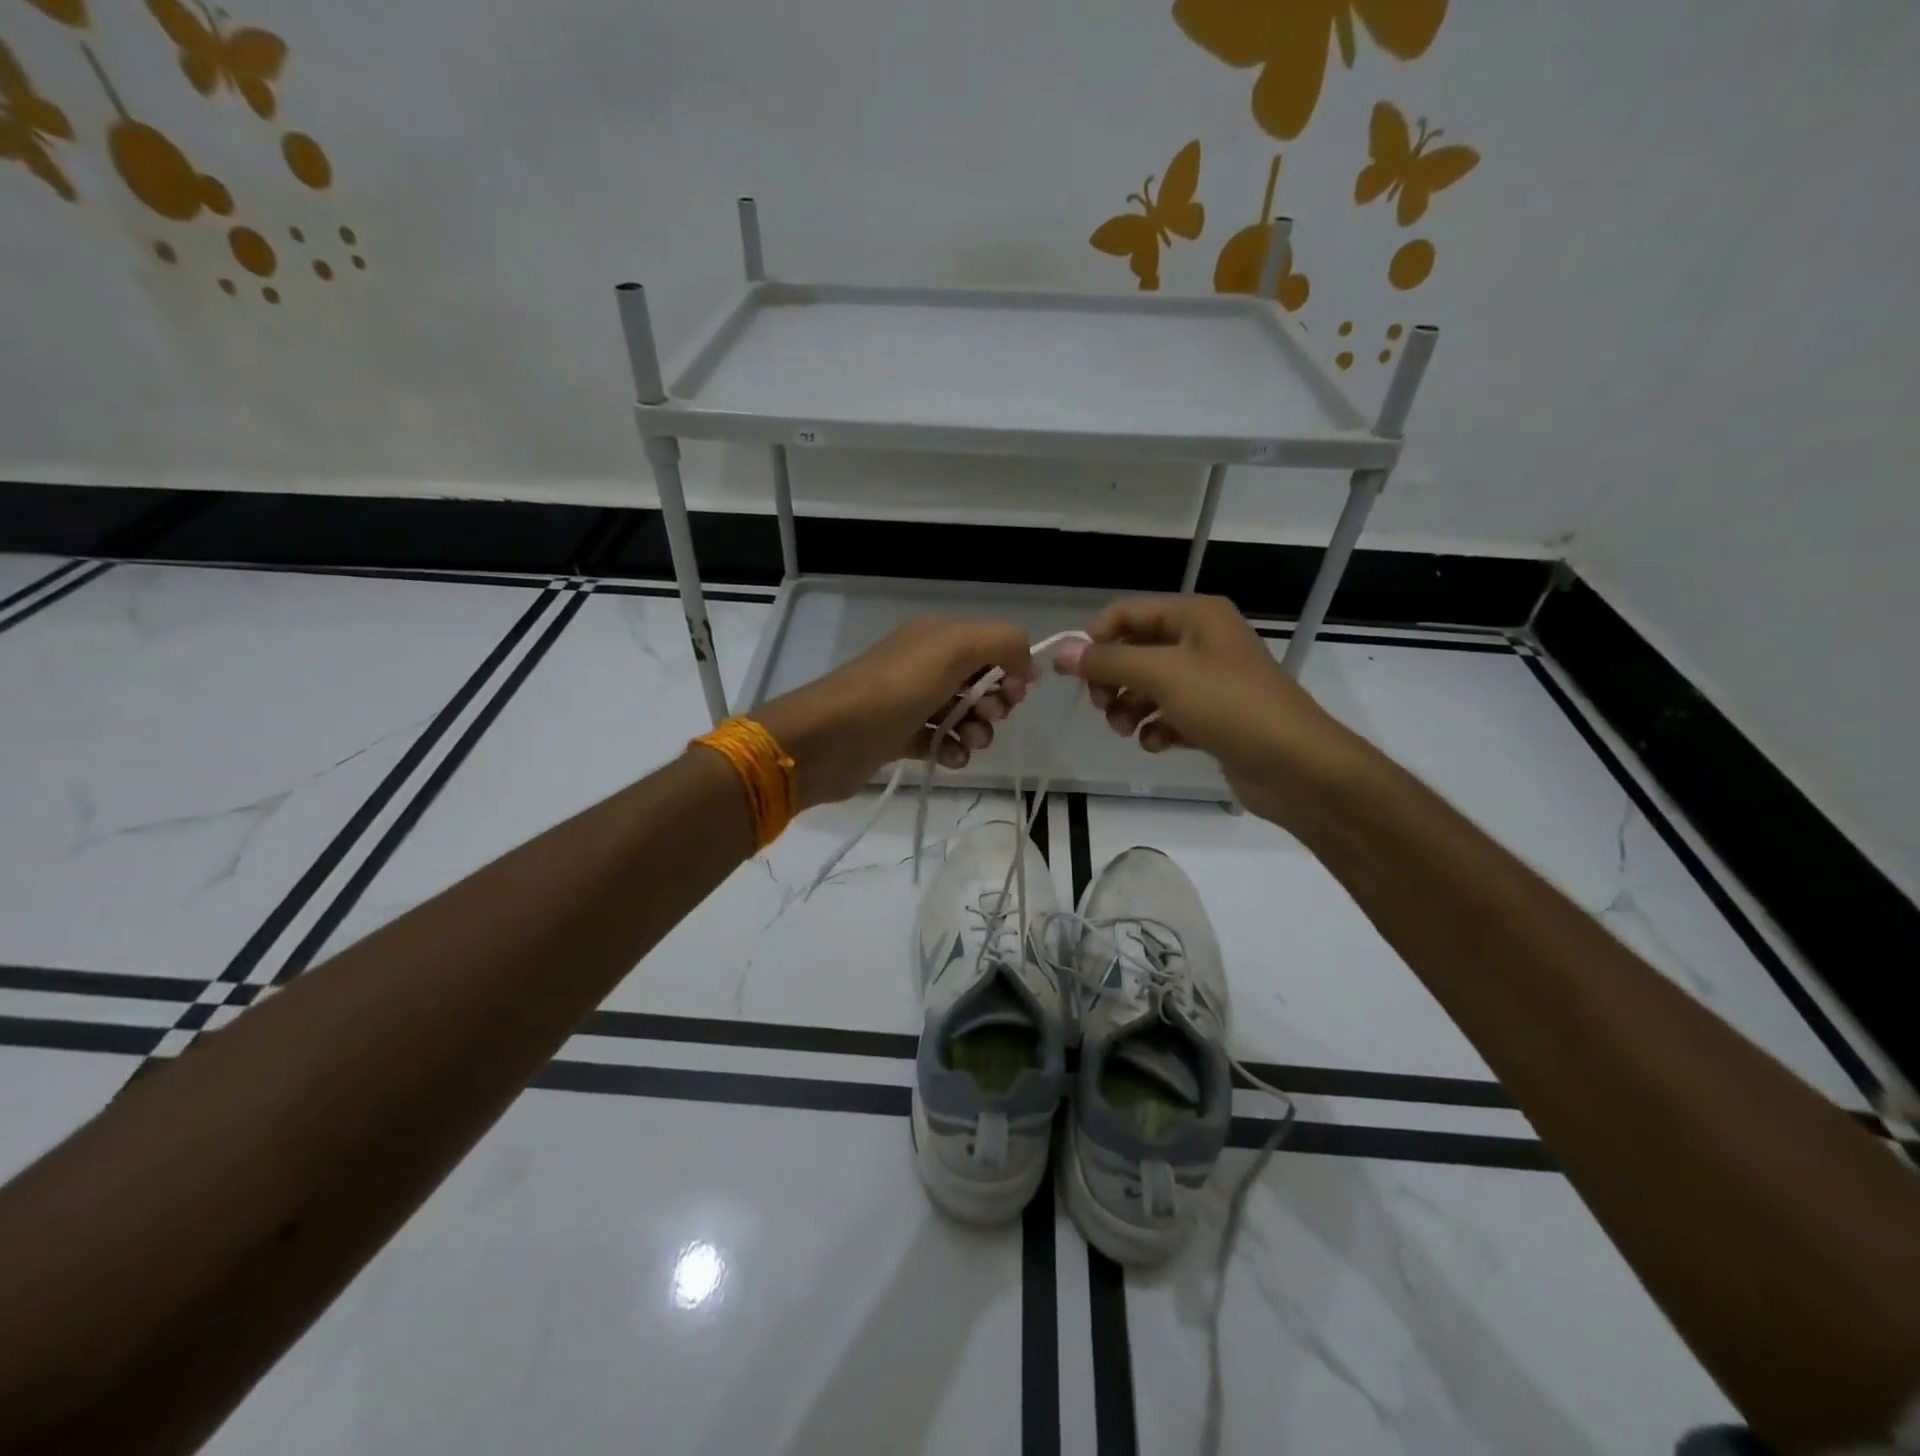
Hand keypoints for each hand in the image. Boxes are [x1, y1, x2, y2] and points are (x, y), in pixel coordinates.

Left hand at [757, 618, 1035, 808]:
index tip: (1016, 693)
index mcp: (936, 636)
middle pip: (979, 682)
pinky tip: (950, 758)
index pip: (991, 645)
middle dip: (995, 702)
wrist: (830, 737)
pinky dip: (951, 750)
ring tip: (970, 743)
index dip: (1011, 668)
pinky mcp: (897, 737)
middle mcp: (923, 664)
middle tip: (990, 716)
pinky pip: (938, 741)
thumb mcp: (956, 648)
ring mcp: (909, 702)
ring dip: (977, 731)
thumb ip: (1004, 642)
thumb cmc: (897, 689)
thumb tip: (1028, 664)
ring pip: (961, 715)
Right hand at [1052, 595, 1354, 823]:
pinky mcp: (1213, 717)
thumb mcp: (1162, 675)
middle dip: (1113, 679)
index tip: (1073, 673)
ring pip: (1149, 686)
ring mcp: (1209, 681)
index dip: (1095, 638)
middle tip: (1101, 706)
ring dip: (1129, 707)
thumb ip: (1108, 661)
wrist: (1295, 765)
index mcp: (1195, 616)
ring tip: (1126, 729)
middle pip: (1136, 650)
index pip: (1128, 612)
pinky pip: (1169, 714)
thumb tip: (1060, 651)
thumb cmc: (1228, 706)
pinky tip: (1158, 744)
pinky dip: (1156, 728)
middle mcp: (1202, 641)